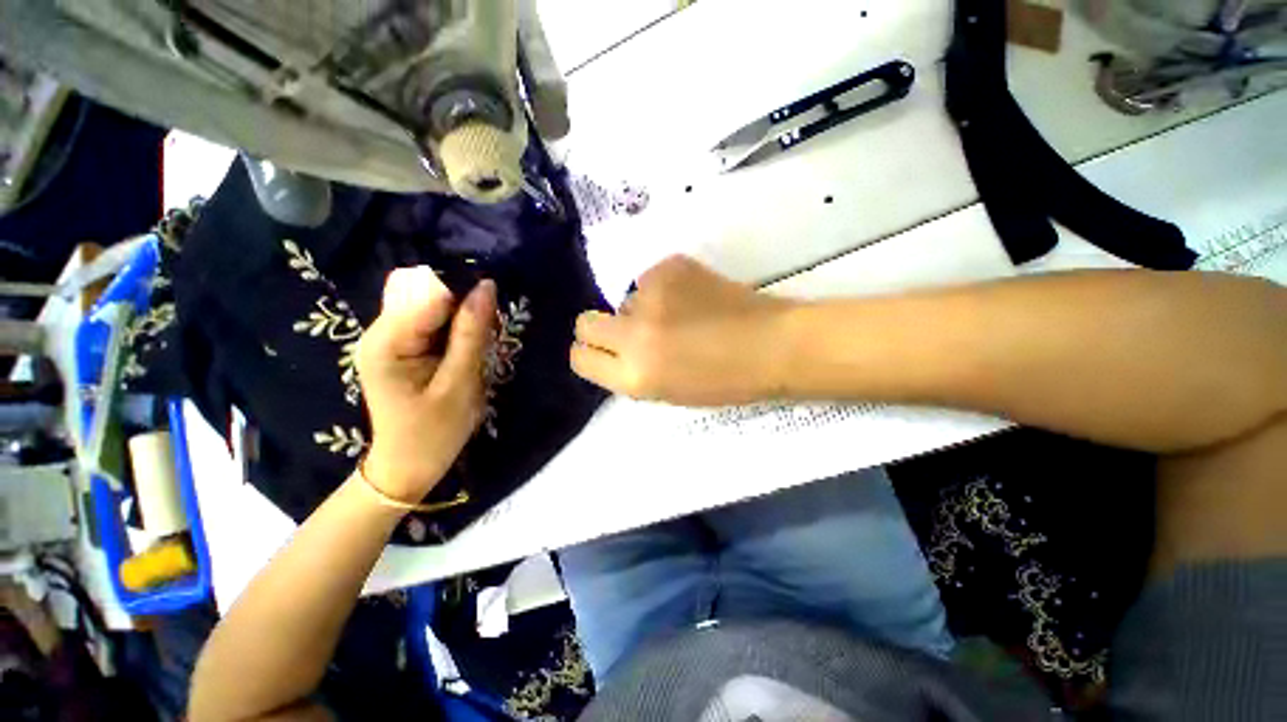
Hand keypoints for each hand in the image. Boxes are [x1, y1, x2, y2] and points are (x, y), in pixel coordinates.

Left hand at [357, 267, 495, 502]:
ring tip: (466, 353)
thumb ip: (470, 335)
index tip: (487, 325)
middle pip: (426, 294)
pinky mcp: (389, 344)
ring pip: (426, 304)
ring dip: (453, 321)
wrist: (404, 471)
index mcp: (386, 342)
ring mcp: (381, 336)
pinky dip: (443, 331)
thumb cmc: (431, 439)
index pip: (431, 295)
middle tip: (479, 342)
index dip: (463, 300)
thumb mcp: (458, 389)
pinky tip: (452, 354)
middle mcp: (376, 330)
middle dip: (458, 310)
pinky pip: (422, 320)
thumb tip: (486, 285)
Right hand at [571, 255, 793, 404]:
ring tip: (685, 314)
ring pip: (625, 298)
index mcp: (635, 378)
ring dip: (645, 306)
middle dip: (602, 327)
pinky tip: (698, 296)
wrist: (775, 345)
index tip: (606, 352)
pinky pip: (651, 277)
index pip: (580, 359)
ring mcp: (650, 297)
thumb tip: (619, 349)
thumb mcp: (671, 393)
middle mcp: (633, 336)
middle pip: (585, 323)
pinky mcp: (669, 267)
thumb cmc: (731, 381)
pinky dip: (668, 286)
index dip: (592, 354)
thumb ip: (636, 372)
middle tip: (633, 329)